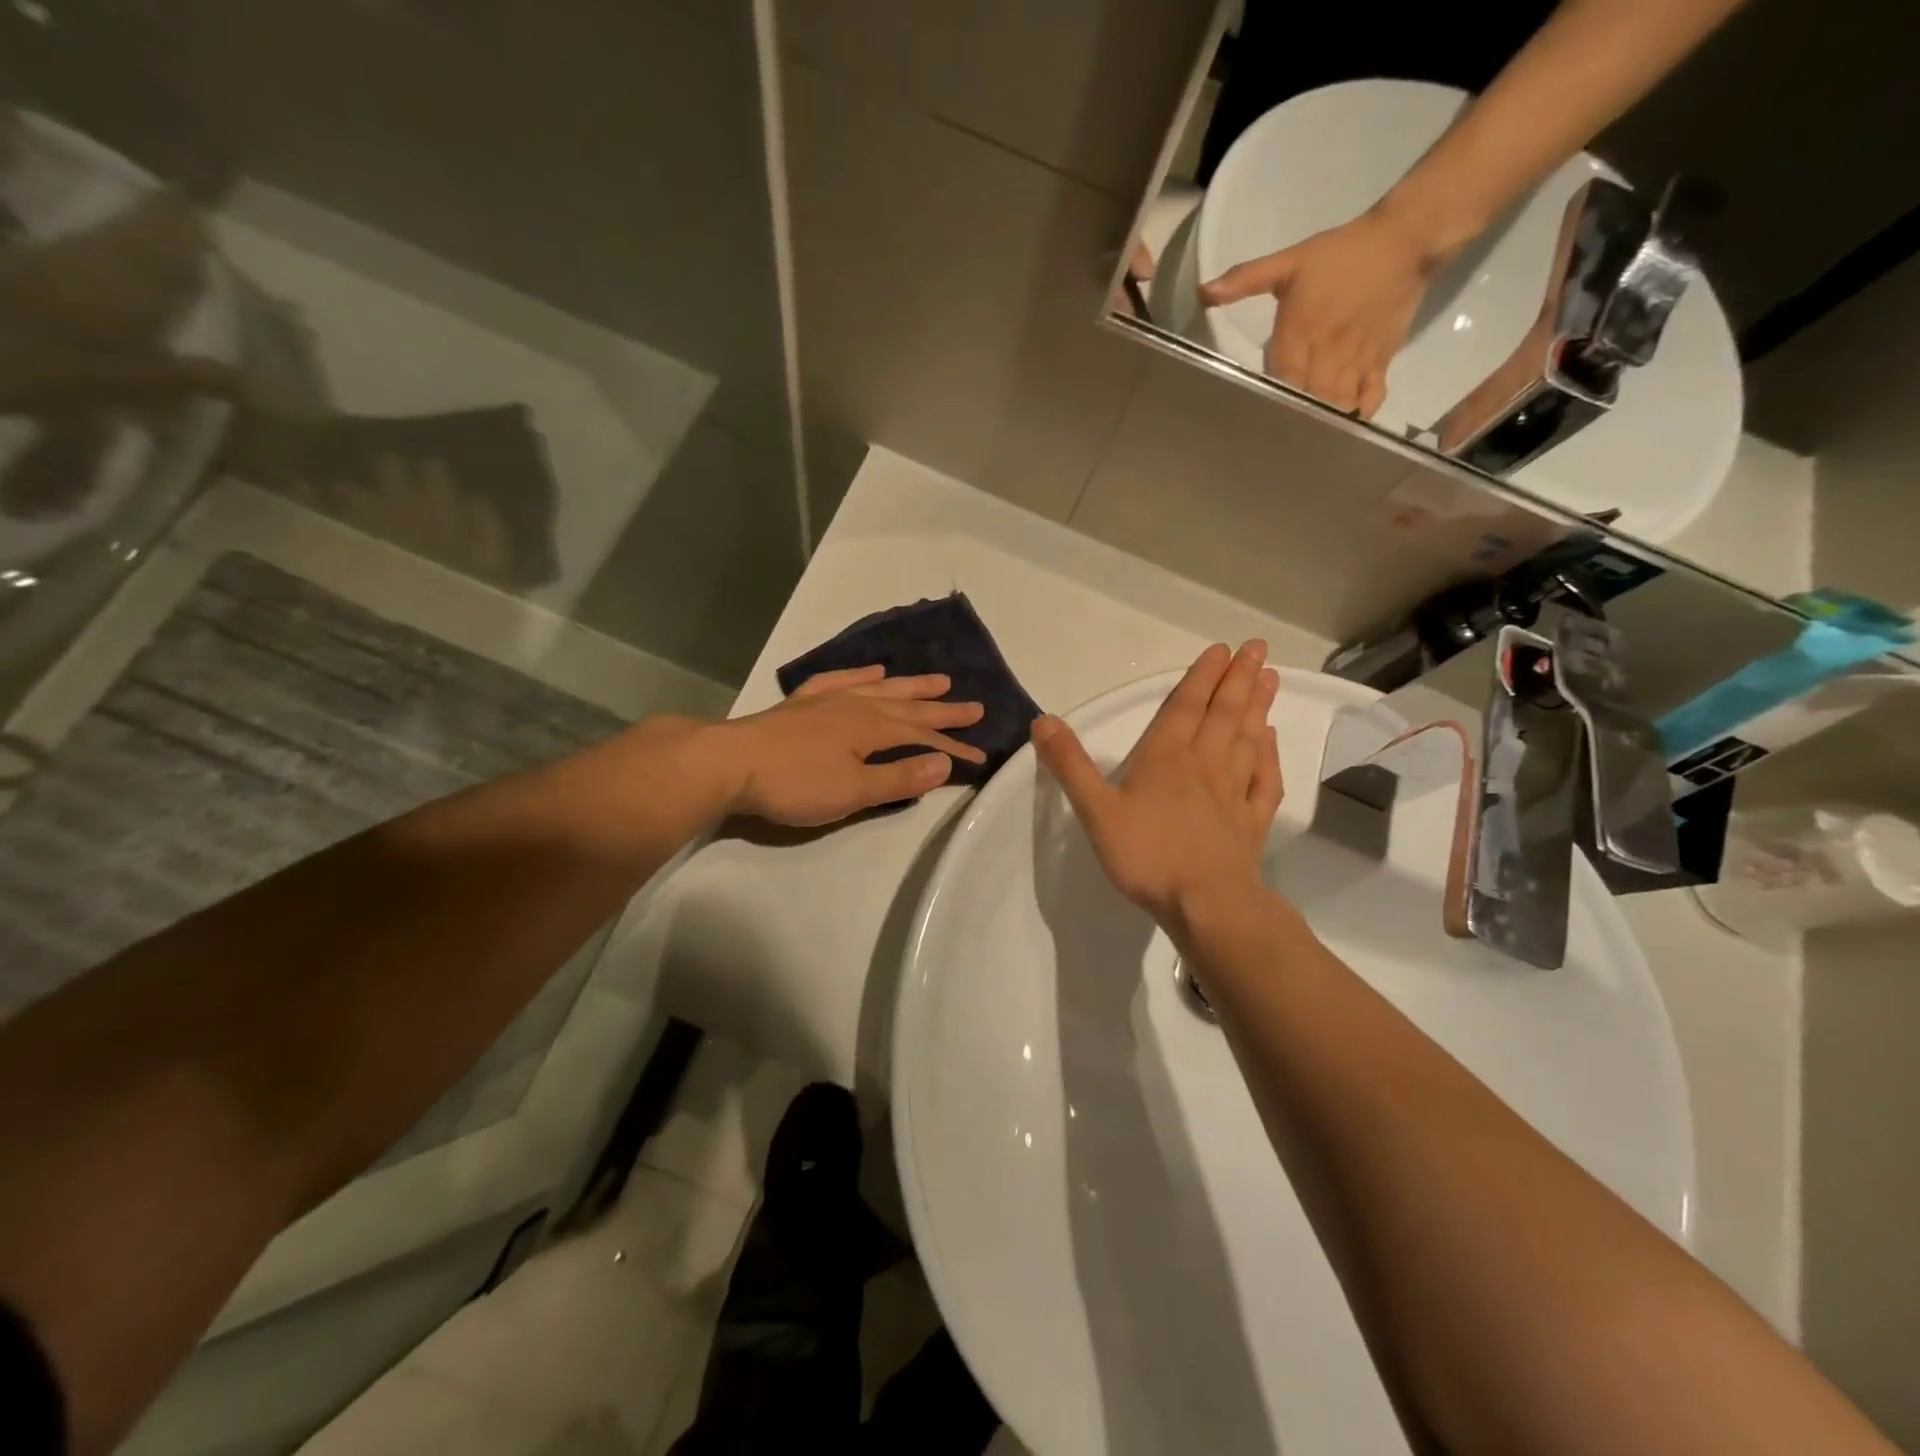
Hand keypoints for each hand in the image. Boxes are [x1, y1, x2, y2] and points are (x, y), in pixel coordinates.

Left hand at [709, 665, 986, 826]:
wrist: (730, 763)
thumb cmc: (795, 783)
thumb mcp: (853, 791)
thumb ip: (899, 778)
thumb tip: (944, 763)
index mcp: (873, 728)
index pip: (924, 738)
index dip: (953, 748)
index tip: (980, 757)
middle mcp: (857, 706)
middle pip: (909, 707)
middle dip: (943, 710)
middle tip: (975, 706)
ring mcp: (828, 700)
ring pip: (880, 689)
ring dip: (911, 686)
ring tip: (938, 680)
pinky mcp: (802, 704)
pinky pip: (840, 680)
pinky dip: (861, 675)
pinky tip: (873, 671)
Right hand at [1032, 641, 1281, 928]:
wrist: (1206, 904)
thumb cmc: (1147, 855)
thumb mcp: (1096, 811)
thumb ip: (1070, 765)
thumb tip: (1043, 720)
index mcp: (1167, 758)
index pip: (1186, 707)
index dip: (1202, 677)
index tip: (1222, 650)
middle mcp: (1205, 765)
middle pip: (1225, 713)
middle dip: (1239, 679)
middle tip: (1257, 648)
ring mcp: (1234, 792)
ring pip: (1249, 739)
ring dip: (1258, 707)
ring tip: (1270, 678)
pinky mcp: (1252, 820)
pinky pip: (1265, 779)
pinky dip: (1270, 755)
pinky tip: (1271, 742)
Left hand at [1200, 206, 1442, 418]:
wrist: (1406, 238)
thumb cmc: (1341, 252)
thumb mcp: (1289, 261)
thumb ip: (1246, 278)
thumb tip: (1203, 292)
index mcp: (1300, 334)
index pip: (1281, 381)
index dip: (1271, 403)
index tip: (1257, 421)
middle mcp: (1327, 353)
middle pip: (1308, 399)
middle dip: (1295, 421)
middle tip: (1280, 441)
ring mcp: (1356, 359)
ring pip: (1337, 402)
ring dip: (1323, 423)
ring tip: (1307, 443)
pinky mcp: (1381, 360)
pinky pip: (1370, 396)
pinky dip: (1358, 414)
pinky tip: (1346, 425)